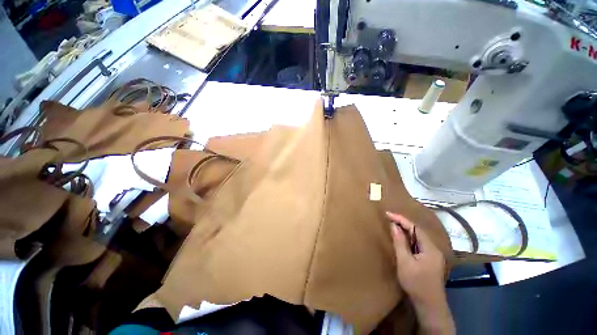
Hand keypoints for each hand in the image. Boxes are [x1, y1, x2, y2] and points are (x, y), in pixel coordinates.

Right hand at [387, 212, 454, 334]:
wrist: (429, 306)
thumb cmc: (416, 284)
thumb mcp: (405, 262)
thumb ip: (400, 243)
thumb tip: (394, 226)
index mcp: (430, 248)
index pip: (415, 228)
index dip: (401, 219)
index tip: (388, 214)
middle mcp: (434, 249)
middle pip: (418, 231)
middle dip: (403, 223)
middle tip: (389, 217)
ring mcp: (434, 255)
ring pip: (419, 237)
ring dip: (406, 230)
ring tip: (394, 224)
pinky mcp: (430, 260)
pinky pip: (419, 244)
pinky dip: (409, 238)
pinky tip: (403, 238)